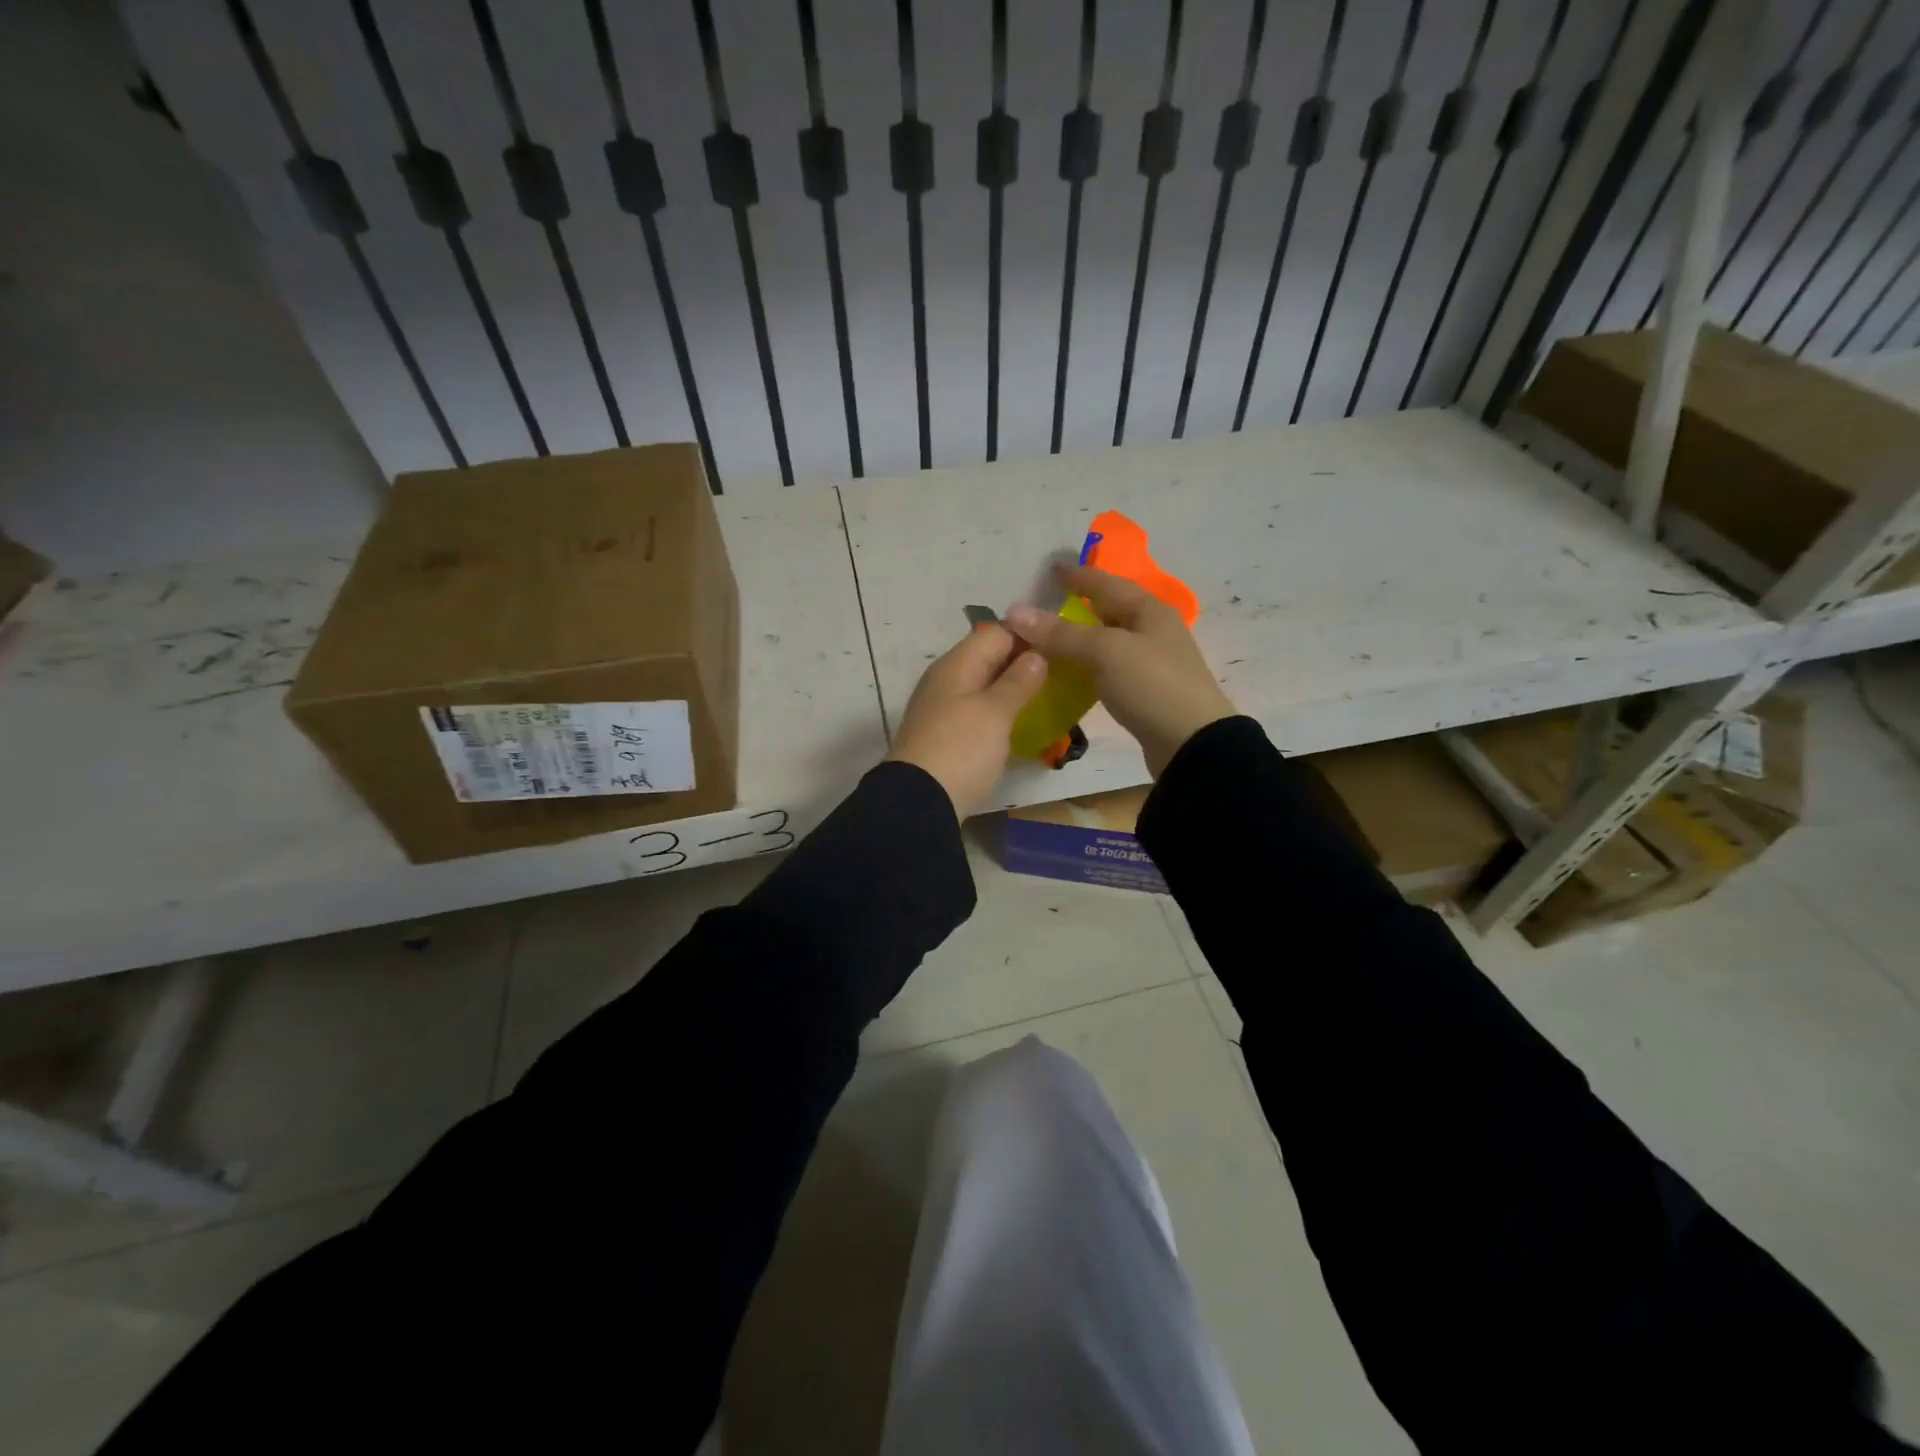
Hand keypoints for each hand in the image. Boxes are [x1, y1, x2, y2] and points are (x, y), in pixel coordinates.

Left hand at [888, 623, 1047, 817]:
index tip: (1063, 644)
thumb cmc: (961, 749)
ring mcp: (944, 708)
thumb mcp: (995, 712)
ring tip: (1050, 695)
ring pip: (984, 685)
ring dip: (1013, 688)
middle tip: (1064, 672)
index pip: (997, 633)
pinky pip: (978, 710)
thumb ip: (1018, 681)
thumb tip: (1036, 654)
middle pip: (989, 658)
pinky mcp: (947, 735)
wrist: (919, 802)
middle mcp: (947, 679)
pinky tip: (1021, 722)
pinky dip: (1000, 711)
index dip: (1029, 634)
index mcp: (957, 664)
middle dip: (1024, 662)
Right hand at [1008, 563, 1236, 776]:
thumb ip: (1061, 633)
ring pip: (1111, 641)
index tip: (1052, 569)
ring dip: (1083, 639)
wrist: (1191, 743)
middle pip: (1112, 610)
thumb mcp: (1104, 652)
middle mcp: (1155, 630)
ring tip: (1053, 640)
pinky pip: (1111, 668)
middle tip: (1049, 606)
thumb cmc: (1151, 685)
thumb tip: (1016, 612)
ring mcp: (1154, 662)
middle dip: (1082, 606)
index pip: (1108, 583)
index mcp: (1150, 610)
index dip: (1079, 576)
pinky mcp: (1148, 691)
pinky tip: (1072, 674)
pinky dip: (1090, 665)